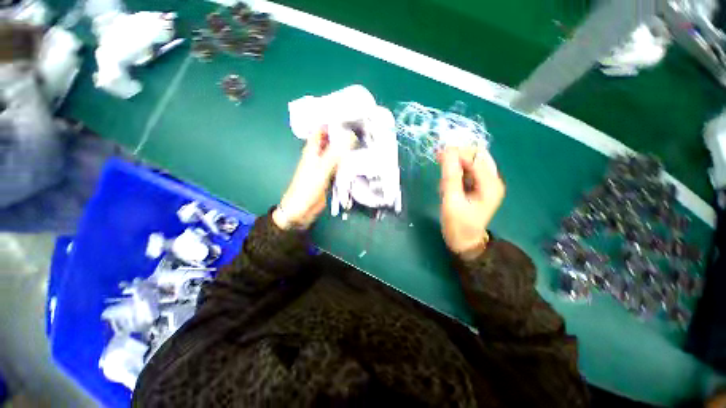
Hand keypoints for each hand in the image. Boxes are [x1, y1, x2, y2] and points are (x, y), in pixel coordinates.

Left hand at [273, 128, 354, 229]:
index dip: (332, 121)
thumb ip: (334, 154)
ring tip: (364, 140)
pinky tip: (358, 159)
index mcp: (313, 150)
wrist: (301, 211)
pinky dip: (348, 162)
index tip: (349, 114)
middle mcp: (319, 155)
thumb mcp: (321, 169)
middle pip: (331, 140)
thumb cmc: (307, 188)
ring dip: (347, 148)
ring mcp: (325, 167)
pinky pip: (340, 166)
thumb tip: (350, 137)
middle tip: (362, 128)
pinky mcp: (330, 177)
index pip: (322, 129)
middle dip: (343, 134)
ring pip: (337, 153)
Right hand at [439, 147, 504, 259]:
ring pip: (472, 162)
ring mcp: (487, 183)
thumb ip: (450, 176)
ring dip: (456, 164)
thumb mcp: (451, 201)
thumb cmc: (458, 225)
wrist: (465, 241)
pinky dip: (457, 172)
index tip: (438, 153)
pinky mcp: (480, 187)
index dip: (458, 152)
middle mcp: (493, 180)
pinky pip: (469, 171)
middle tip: (439, 159)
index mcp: (490, 184)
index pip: (475, 157)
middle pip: (477, 156)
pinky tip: (448, 183)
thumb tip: (447, 152)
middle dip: (458, 155)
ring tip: (442, 176)